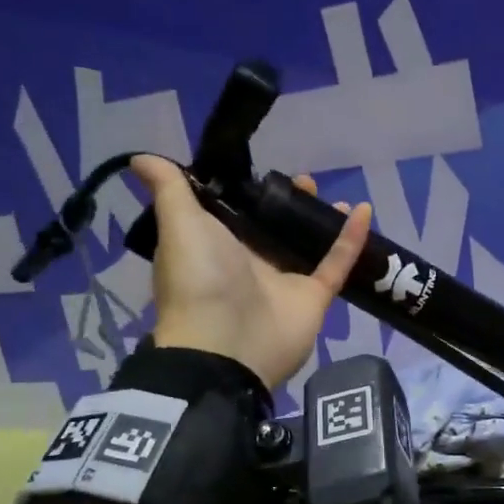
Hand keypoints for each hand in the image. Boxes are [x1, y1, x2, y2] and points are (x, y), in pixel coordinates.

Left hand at [129, 156, 371, 387]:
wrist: (226, 345)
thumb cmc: (199, 278)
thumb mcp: (179, 225)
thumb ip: (170, 189)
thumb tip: (140, 158)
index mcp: (214, 247)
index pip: (234, 214)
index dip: (249, 192)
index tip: (264, 171)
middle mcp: (248, 263)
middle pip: (273, 228)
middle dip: (288, 204)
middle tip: (304, 181)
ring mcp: (283, 282)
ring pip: (306, 245)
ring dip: (319, 220)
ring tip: (329, 196)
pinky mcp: (313, 297)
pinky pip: (336, 263)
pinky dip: (351, 239)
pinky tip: (363, 210)